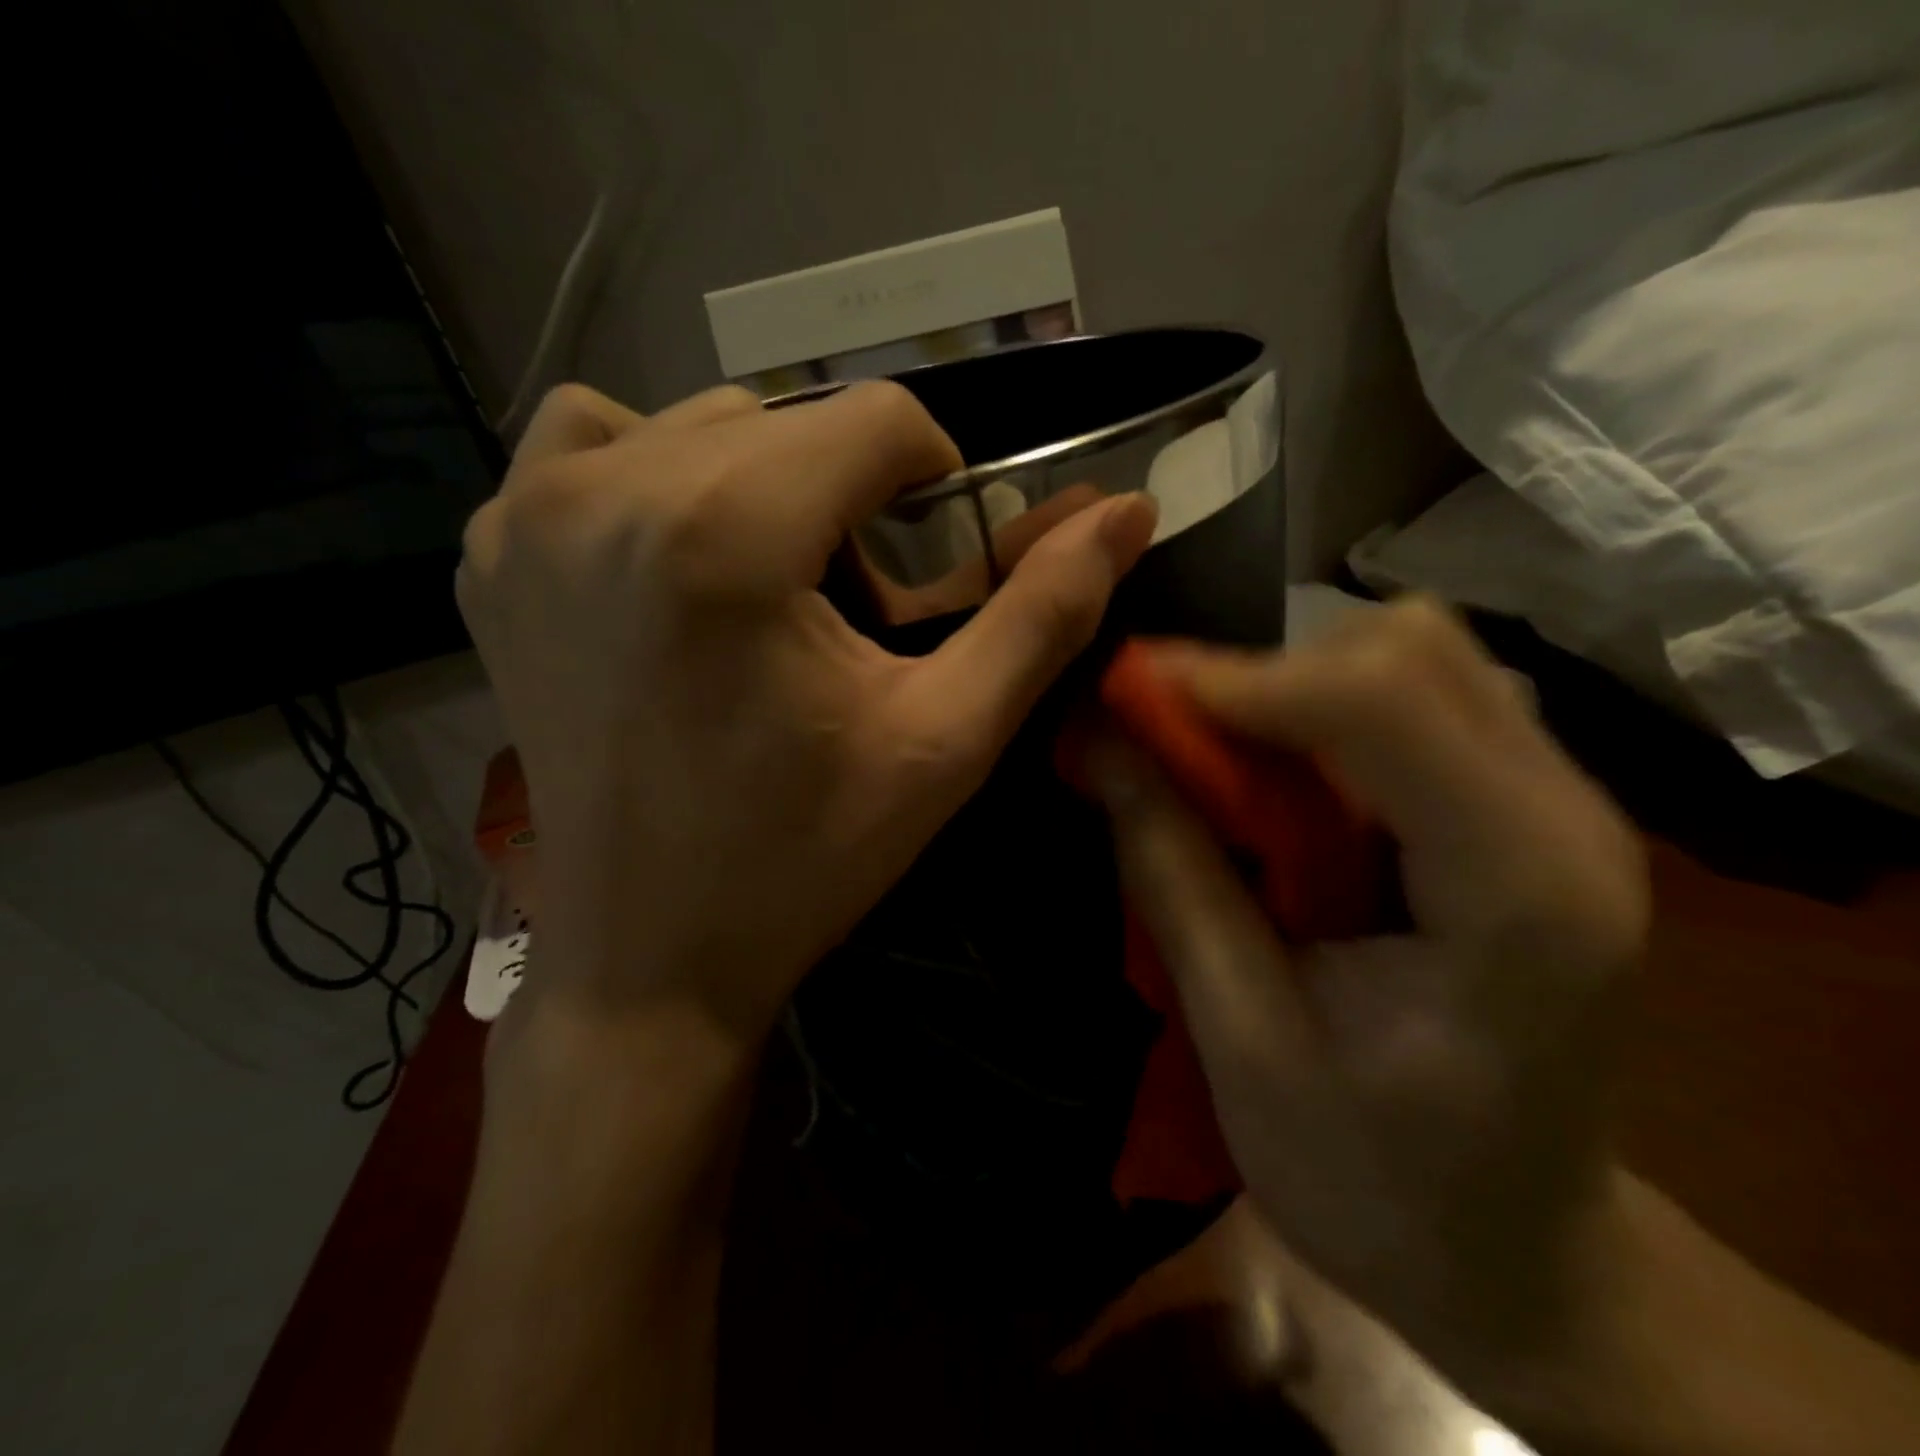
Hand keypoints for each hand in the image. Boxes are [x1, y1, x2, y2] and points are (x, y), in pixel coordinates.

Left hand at [457, 381, 1157, 1043]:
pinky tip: (678, 564)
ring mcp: (528, 514)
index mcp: (725, 534)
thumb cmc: (803, 860)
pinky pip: (593, 445)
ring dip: (764, 481)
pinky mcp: (490, 552)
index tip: (928, 570)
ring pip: (700, 423)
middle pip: (793, 419)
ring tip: (772, 587)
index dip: (933, 485)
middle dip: (849, 496)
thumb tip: (1127, 512)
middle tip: (854, 606)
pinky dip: (656, 476)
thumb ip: (1044, 615)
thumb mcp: (945, 743)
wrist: (648, 957)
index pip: (878, 418)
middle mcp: (606, 490)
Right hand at [1088, 598, 1649, 1376]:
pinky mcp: (1522, 808)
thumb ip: (1173, 874)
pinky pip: (1418, 700)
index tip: (1127, 698)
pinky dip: (1323, 712)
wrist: (1518, 1257)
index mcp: (1519, 887)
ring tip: (1217, 757)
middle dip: (1266, 673)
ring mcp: (1559, 802)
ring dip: (1293, 686)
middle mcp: (1566, 812)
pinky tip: (1280, 780)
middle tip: (1169, 735)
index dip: (1239, 678)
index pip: (1385, 699)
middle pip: (1410, 649)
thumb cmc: (1380, 1181)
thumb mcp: (1243, 1039)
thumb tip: (1098, 740)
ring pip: (1416, 656)